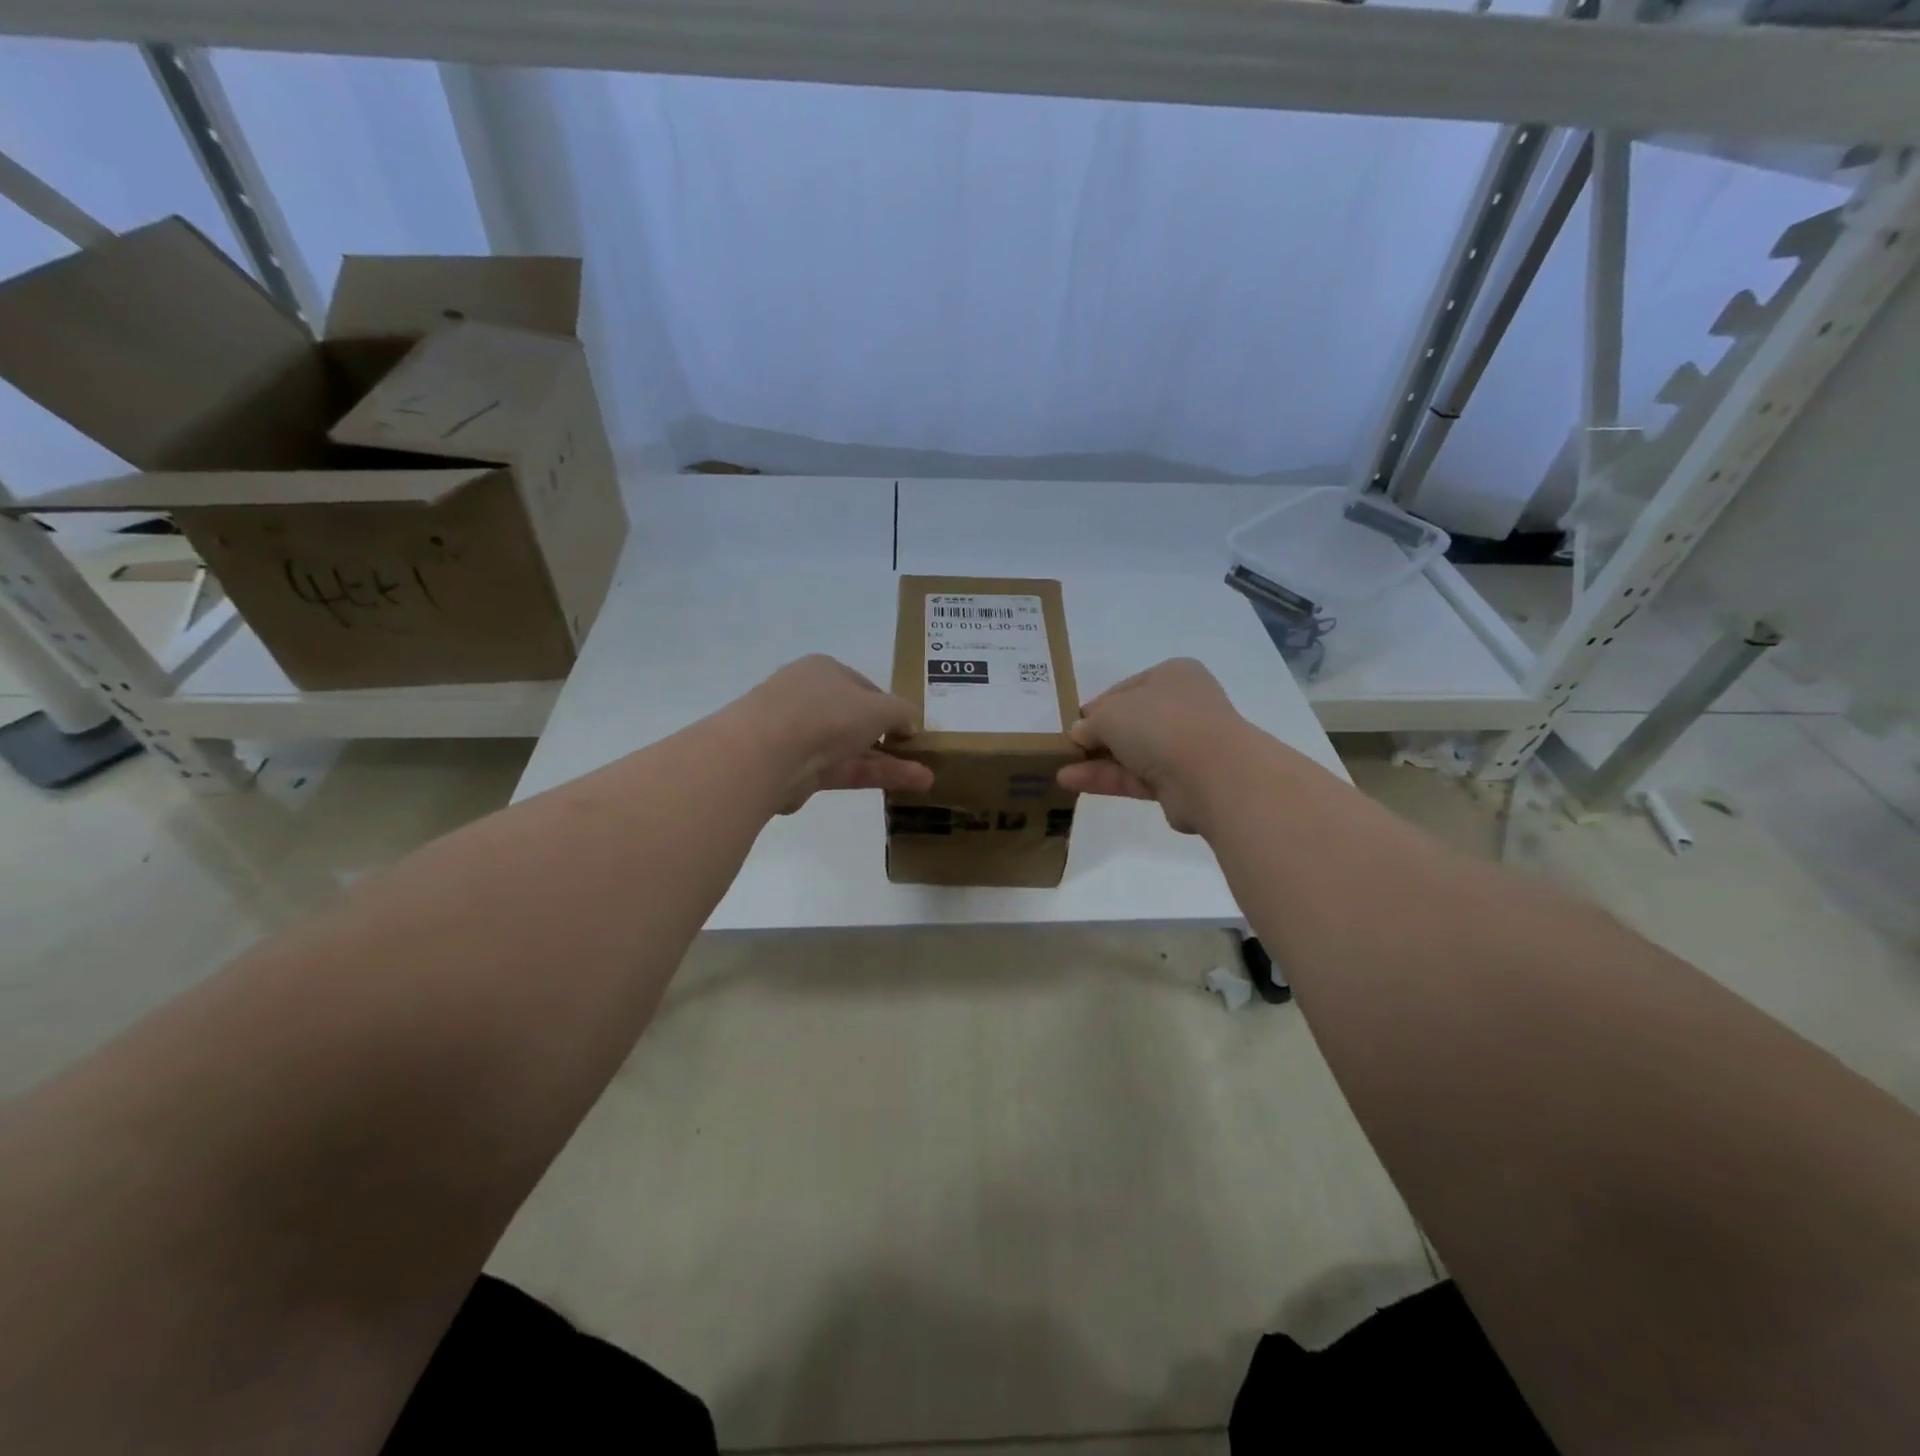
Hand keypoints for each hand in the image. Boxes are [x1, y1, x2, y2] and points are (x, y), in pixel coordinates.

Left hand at [722, 655, 934, 811]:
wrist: (766, 753)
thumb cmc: (827, 713)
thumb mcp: (879, 707)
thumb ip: (902, 713)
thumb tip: (911, 723)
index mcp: (824, 670)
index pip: (864, 687)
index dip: (890, 707)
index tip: (911, 729)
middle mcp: (809, 698)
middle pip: (856, 719)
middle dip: (890, 738)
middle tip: (919, 755)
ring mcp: (800, 735)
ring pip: (852, 748)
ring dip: (889, 763)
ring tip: (926, 779)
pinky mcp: (798, 770)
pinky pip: (843, 771)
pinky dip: (873, 776)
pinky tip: (907, 784)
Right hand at [1055, 658, 1256, 832]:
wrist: (1212, 774)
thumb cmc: (1160, 723)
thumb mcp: (1111, 713)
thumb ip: (1090, 723)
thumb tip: (1079, 733)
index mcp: (1172, 676)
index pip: (1126, 688)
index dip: (1096, 706)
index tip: (1072, 723)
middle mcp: (1182, 707)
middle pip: (1130, 721)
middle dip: (1096, 736)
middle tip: (1066, 748)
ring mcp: (1184, 746)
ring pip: (1131, 752)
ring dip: (1096, 760)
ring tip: (1059, 768)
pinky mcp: (1180, 782)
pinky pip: (1135, 777)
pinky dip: (1106, 778)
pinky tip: (1071, 782)